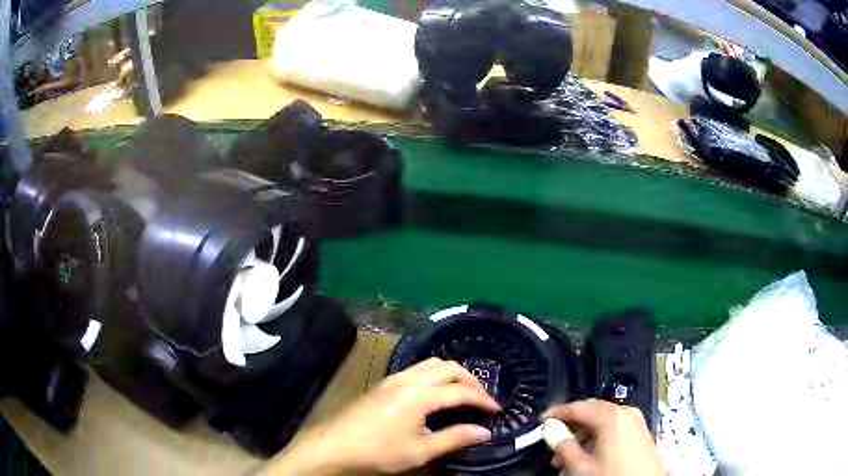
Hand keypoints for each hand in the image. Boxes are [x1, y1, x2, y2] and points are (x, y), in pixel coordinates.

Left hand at [264, 358, 499, 474]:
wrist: (335, 444)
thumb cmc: (379, 450)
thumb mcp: (420, 450)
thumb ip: (454, 438)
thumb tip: (485, 432)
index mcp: (421, 395)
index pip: (461, 392)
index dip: (483, 399)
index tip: (497, 409)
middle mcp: (409, 379)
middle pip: (448, 368)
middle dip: (470, 380)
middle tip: (482, 398)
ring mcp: (393, 378)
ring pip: (430, 363)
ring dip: (451, 373)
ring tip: (461, 391)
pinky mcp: (383, 383)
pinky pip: (416, 369)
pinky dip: (433, 374)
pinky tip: (432, 392)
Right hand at [543, 399, 661, 475]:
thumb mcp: (581, 466)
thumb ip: (563, 445)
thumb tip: (550, 428)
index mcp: (612, 416)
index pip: (579, 407)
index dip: (558, 412)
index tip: (541, 421)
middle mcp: (626, 412)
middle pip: (592, 412)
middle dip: (570, 428)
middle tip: (552, 444)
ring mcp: (636, 422)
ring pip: (602, 423)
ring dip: (582, 437)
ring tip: (566, 459)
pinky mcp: (641, 433)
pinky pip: (614, 430)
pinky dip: (597, 440)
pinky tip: (587, 458)